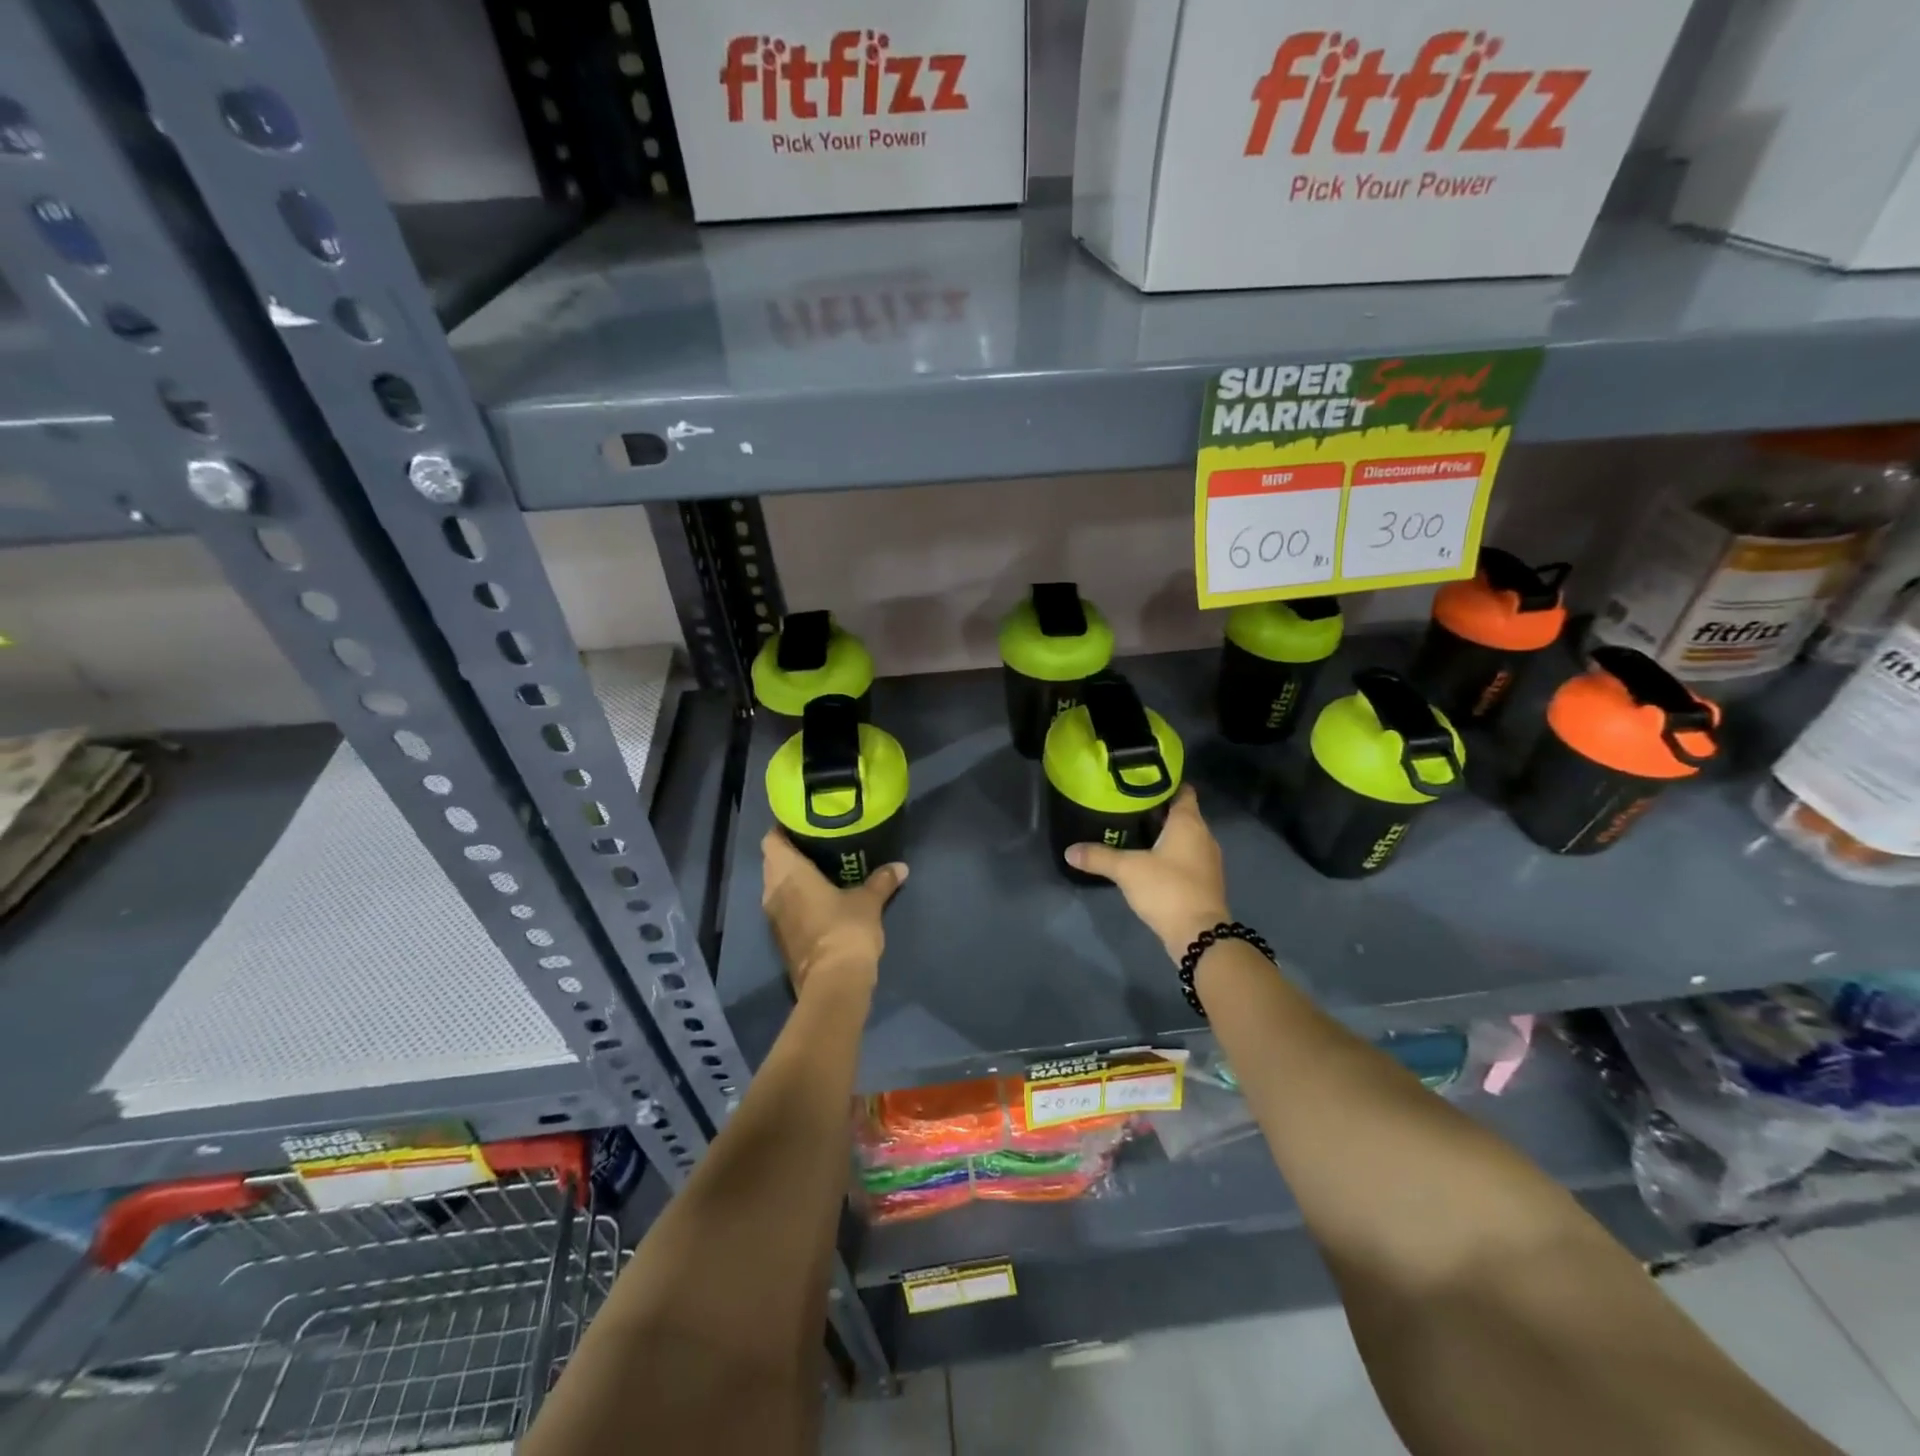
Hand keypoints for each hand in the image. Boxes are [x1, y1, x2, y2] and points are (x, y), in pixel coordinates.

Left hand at [761, 829, 906, 999]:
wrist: (833, 983)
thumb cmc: (846, 929)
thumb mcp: (869, 901)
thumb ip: (881, 880)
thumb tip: (901, 867)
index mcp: (788, 873)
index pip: (772, 840)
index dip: (784, 829)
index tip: (804, 824)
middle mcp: (773, 891)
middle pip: (772, 862)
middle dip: (791, 853)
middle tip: (819, 844)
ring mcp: (774, 917)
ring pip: (776, 886)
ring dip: (792, 878)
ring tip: (821, 869)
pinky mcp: (781, 938)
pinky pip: (784, 907)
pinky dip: (796, 900)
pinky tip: (819, 898)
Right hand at [1065, 786, 1229, 959]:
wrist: (1199, 934)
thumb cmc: (1167, 889)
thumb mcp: (1127, 870)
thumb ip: (1098, 857)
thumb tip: (1069, 851)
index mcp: (1189, 822)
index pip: (1182, 790)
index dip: (1164, 783)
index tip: (1140, 783)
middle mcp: (1203, 835)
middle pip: (1182, 813)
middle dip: (1157, 810)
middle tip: (1127, 807)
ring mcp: (1207, 859)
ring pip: (1185, 836)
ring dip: (1164, 834)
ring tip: (1134, 832)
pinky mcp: (1205, 880)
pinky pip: (1187, 857)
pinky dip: (1170, 854)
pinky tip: (1148, 860)